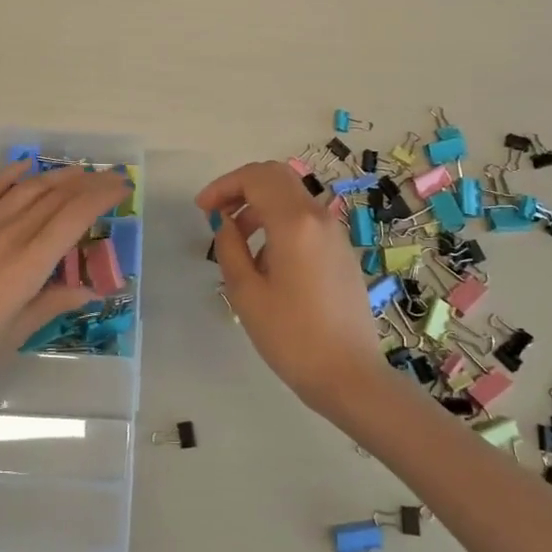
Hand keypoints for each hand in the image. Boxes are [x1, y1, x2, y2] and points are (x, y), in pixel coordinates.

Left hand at [0, 162, 129, 406]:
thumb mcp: (16, 333)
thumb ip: (52, 303)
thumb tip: (86, 289)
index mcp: (28, 263)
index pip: (74, 216)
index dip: (101, 196)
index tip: (121, 187)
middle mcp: (7, 234)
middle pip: (54, 196)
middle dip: (86, 183)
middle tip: (108, 178)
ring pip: (25, 188)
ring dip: (54, 176)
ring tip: (76, 172)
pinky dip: (8, 175)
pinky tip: (24, 167)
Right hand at [196, 161, 384, 415]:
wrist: (349, 375)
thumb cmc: (291, 336)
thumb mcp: (246, 292)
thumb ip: (229, 247)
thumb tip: (225, 222)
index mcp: (294, 222)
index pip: (255, 178)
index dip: (223, 186)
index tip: (202, 209)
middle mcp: (318, 217)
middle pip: (276, 177)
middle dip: (242, 187)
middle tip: (218, 213)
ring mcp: (335, 233)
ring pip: (292, 196)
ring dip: (260, 204)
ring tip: (237, 239)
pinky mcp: (341, 251)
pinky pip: (305, 218)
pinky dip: (279, 220)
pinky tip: (266, 258)